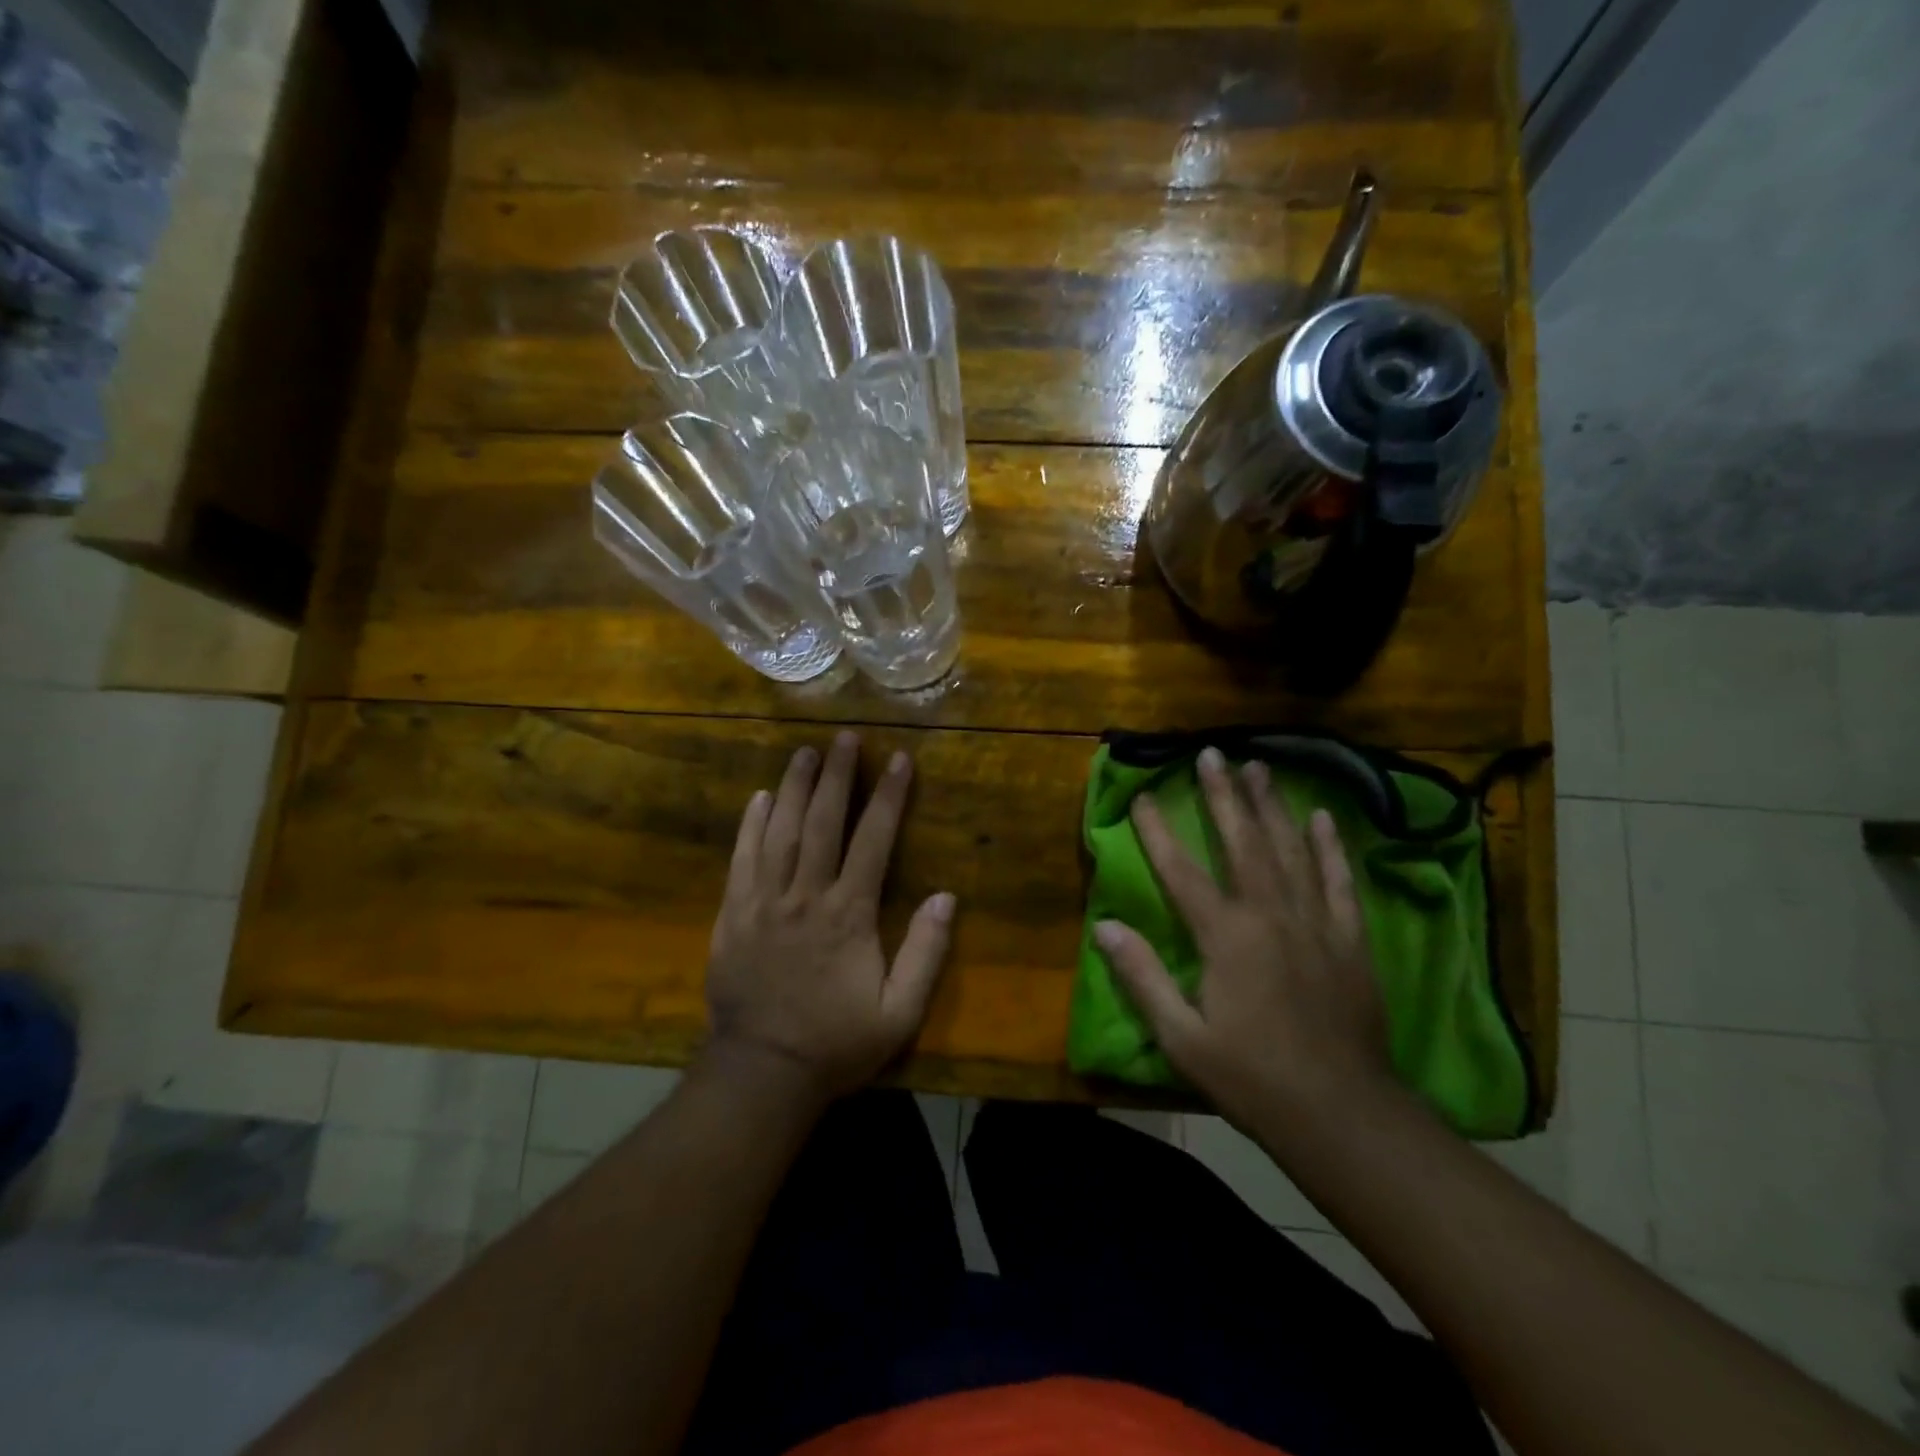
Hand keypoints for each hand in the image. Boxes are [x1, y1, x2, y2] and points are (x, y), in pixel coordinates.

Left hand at [704, 731, 955, 1100]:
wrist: (762, 1072)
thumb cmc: (837, 1042)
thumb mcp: (899, 1013)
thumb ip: (925, 953)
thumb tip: (947, 897)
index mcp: (848, 915)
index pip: (873, 841)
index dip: (889, 798)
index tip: (899, 760)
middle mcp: (805, 896)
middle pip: (823, 823)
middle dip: (837, 776)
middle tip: (844, 738)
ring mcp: (763, 902)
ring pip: (781, 832)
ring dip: (795, 788)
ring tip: (805, 752)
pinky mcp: (732, 915)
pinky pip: (742, 859)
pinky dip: (751, 825)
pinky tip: (761, 797)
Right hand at [1094, 747, 1395, 1141]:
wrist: (1342, 1114)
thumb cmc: (1251, 1077)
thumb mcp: (1181, 1037)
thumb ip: (1141, 977)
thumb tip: (1103, 926)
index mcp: (1225, 937)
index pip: (1182, 871)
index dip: (1158, 831)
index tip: (1143, 795)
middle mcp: (1270, 916)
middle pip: (1243, 843)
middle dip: (1224, 796)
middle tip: (1213, 753)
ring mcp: (1316, 924)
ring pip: (1291, 851)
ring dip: (1272, 806)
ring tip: (1261, 767)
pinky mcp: (1350, 940)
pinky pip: (1339, 882)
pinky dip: (1330, 847)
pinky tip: (1323, 818)